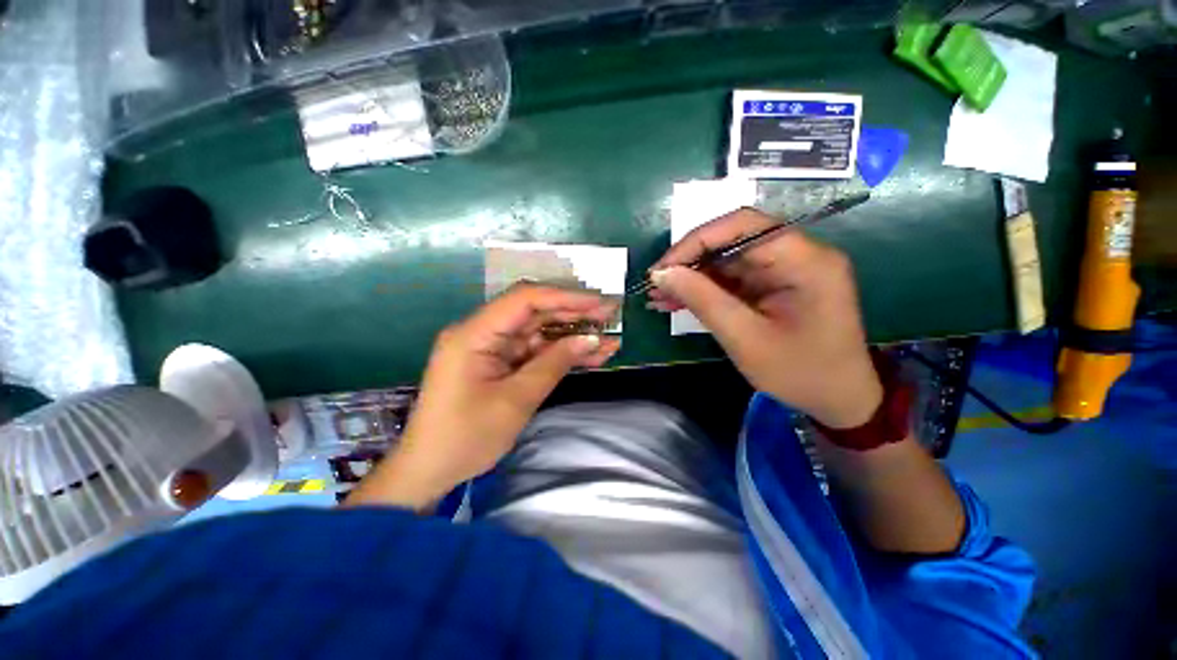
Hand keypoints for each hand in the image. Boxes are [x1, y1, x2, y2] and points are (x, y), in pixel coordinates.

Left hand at [346, 285, 619, 509]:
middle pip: (534, 312)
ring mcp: (491, 348)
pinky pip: (534, 352)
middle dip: (573, 314)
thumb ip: (554, 364)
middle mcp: (482, 332)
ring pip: (539, 333)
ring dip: (572, 336)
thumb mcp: (516, 400)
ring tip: (609, 339)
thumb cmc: (466, 438)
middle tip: (610, 317)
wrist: (431, 471)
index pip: (525, 300)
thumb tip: (591, 339)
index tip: (599, 303)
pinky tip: (590, 356)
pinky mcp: (500, 363)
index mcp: (474, 333)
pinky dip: (560, 354)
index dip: (565, 297)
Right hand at [649, 208, 881, 428]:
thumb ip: (703, 300)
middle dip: (689, 262)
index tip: (663, 268)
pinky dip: (704, 290)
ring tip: (660, 297)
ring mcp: (785, 270)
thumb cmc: (799, 372)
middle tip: (656, 285)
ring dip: (692, 278)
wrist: (837, 400)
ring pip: (726, 261)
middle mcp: (797, 254)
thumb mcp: (745, 338)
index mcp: (804, 260)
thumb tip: (662, 273)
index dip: (696, 241)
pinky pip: (732, 279)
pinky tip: (677, 302)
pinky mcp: (773, 285)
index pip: (742, 226)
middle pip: (732, 241)